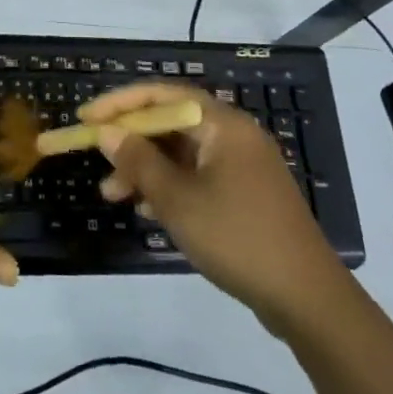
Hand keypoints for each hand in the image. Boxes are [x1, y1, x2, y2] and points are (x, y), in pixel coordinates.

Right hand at [81, 83, 343, 333]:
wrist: (307, 299)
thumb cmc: (238, 237)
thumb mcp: (178, 200)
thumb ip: (139, 162)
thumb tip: (107, 132)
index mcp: (222, 124)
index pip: (163, 95)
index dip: (120, 103)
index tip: (86, 117)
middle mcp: (233, 134)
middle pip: (170, 123)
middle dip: (130, 141)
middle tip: (96, 158)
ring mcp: (241, 165)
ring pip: (181, 153)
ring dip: (145, 168)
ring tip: (112, 195)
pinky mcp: (244, 193)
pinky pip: (196, 175)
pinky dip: (168, 186)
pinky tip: (146, 211)